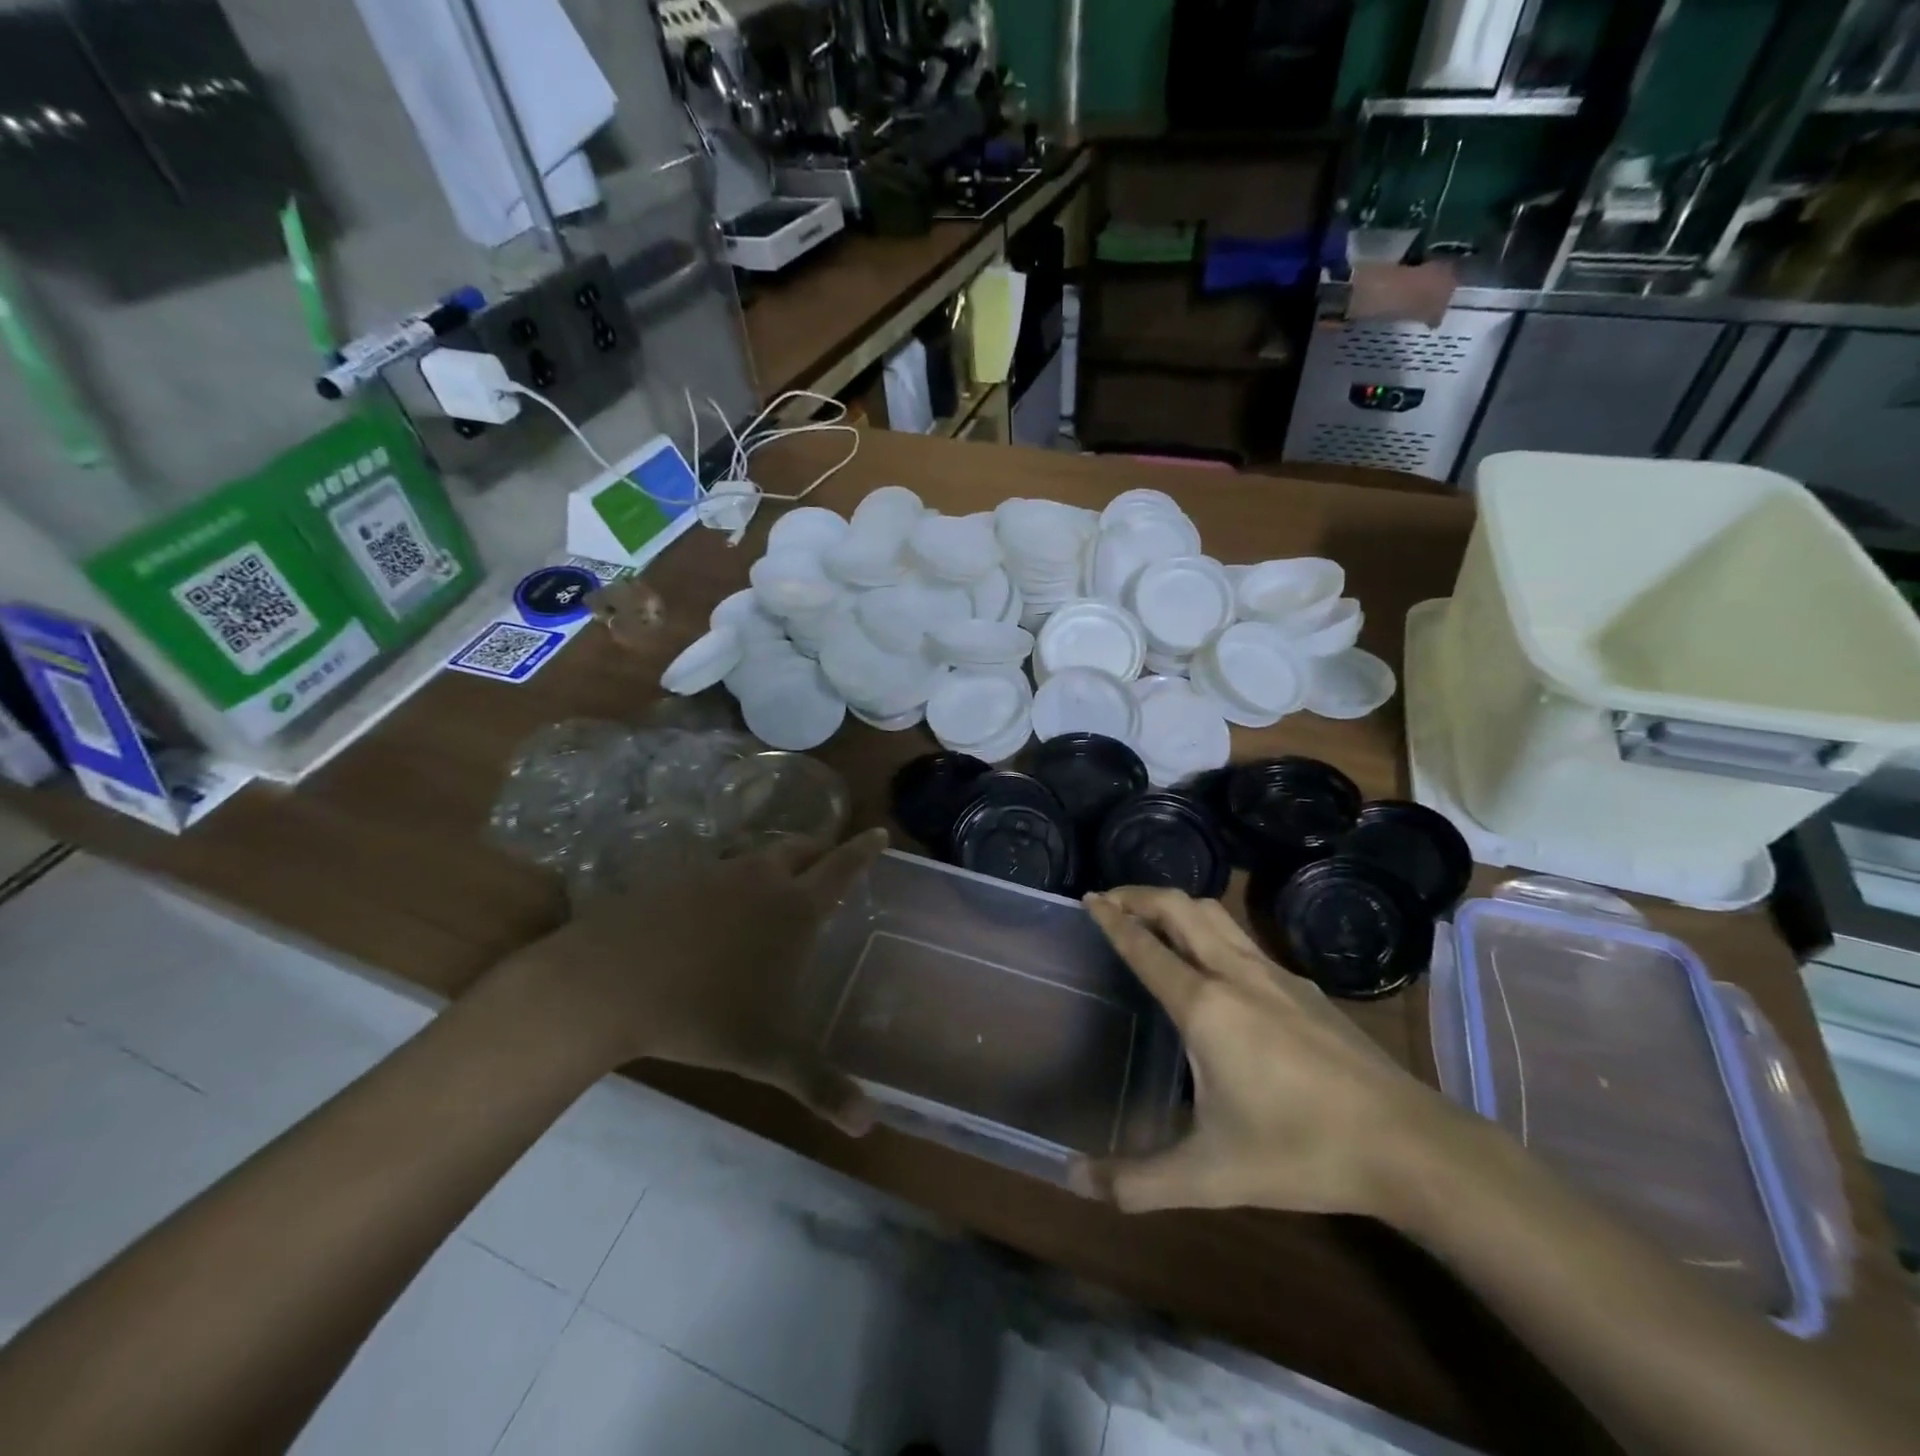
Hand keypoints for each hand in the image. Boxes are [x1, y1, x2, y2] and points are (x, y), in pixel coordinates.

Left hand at [496, 829, 888, 1134]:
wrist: (607, 983)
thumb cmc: (704, 1016)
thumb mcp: (769, 1056)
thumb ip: (820, 1086)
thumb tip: (868, 1125)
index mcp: (794, 908)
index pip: (841, 868)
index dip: (863, 851)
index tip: (878, 833)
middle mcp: (760, 879)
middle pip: (801, 849)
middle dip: (821, 851)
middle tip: (830, 859)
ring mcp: (714, 874)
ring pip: (757, 857)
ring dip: (775, 864)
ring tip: (777, 886)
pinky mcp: (674, 879)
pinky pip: (717, 870)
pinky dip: (731, 880)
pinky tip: (718, 909)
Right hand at [1076, 887, 1463, 1216]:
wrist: (1407, 1144)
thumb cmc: (1300, 1150)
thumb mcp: (1209, 1175)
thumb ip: (1137, 1181)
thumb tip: (1072, 1181)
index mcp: (1205, 1005)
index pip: (1145, 946)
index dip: (1112, 919)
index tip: (1088, 897)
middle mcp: (1235, 974)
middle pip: (1181, 908)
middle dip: (1140, 894)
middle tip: (1110, 899)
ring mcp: (1275, 975)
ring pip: (1216, 915)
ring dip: (1176, 905)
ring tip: (1153, 917)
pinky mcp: (1304, 986)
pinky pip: (1242, 937)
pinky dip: (1209, 928)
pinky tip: (1213, 961)